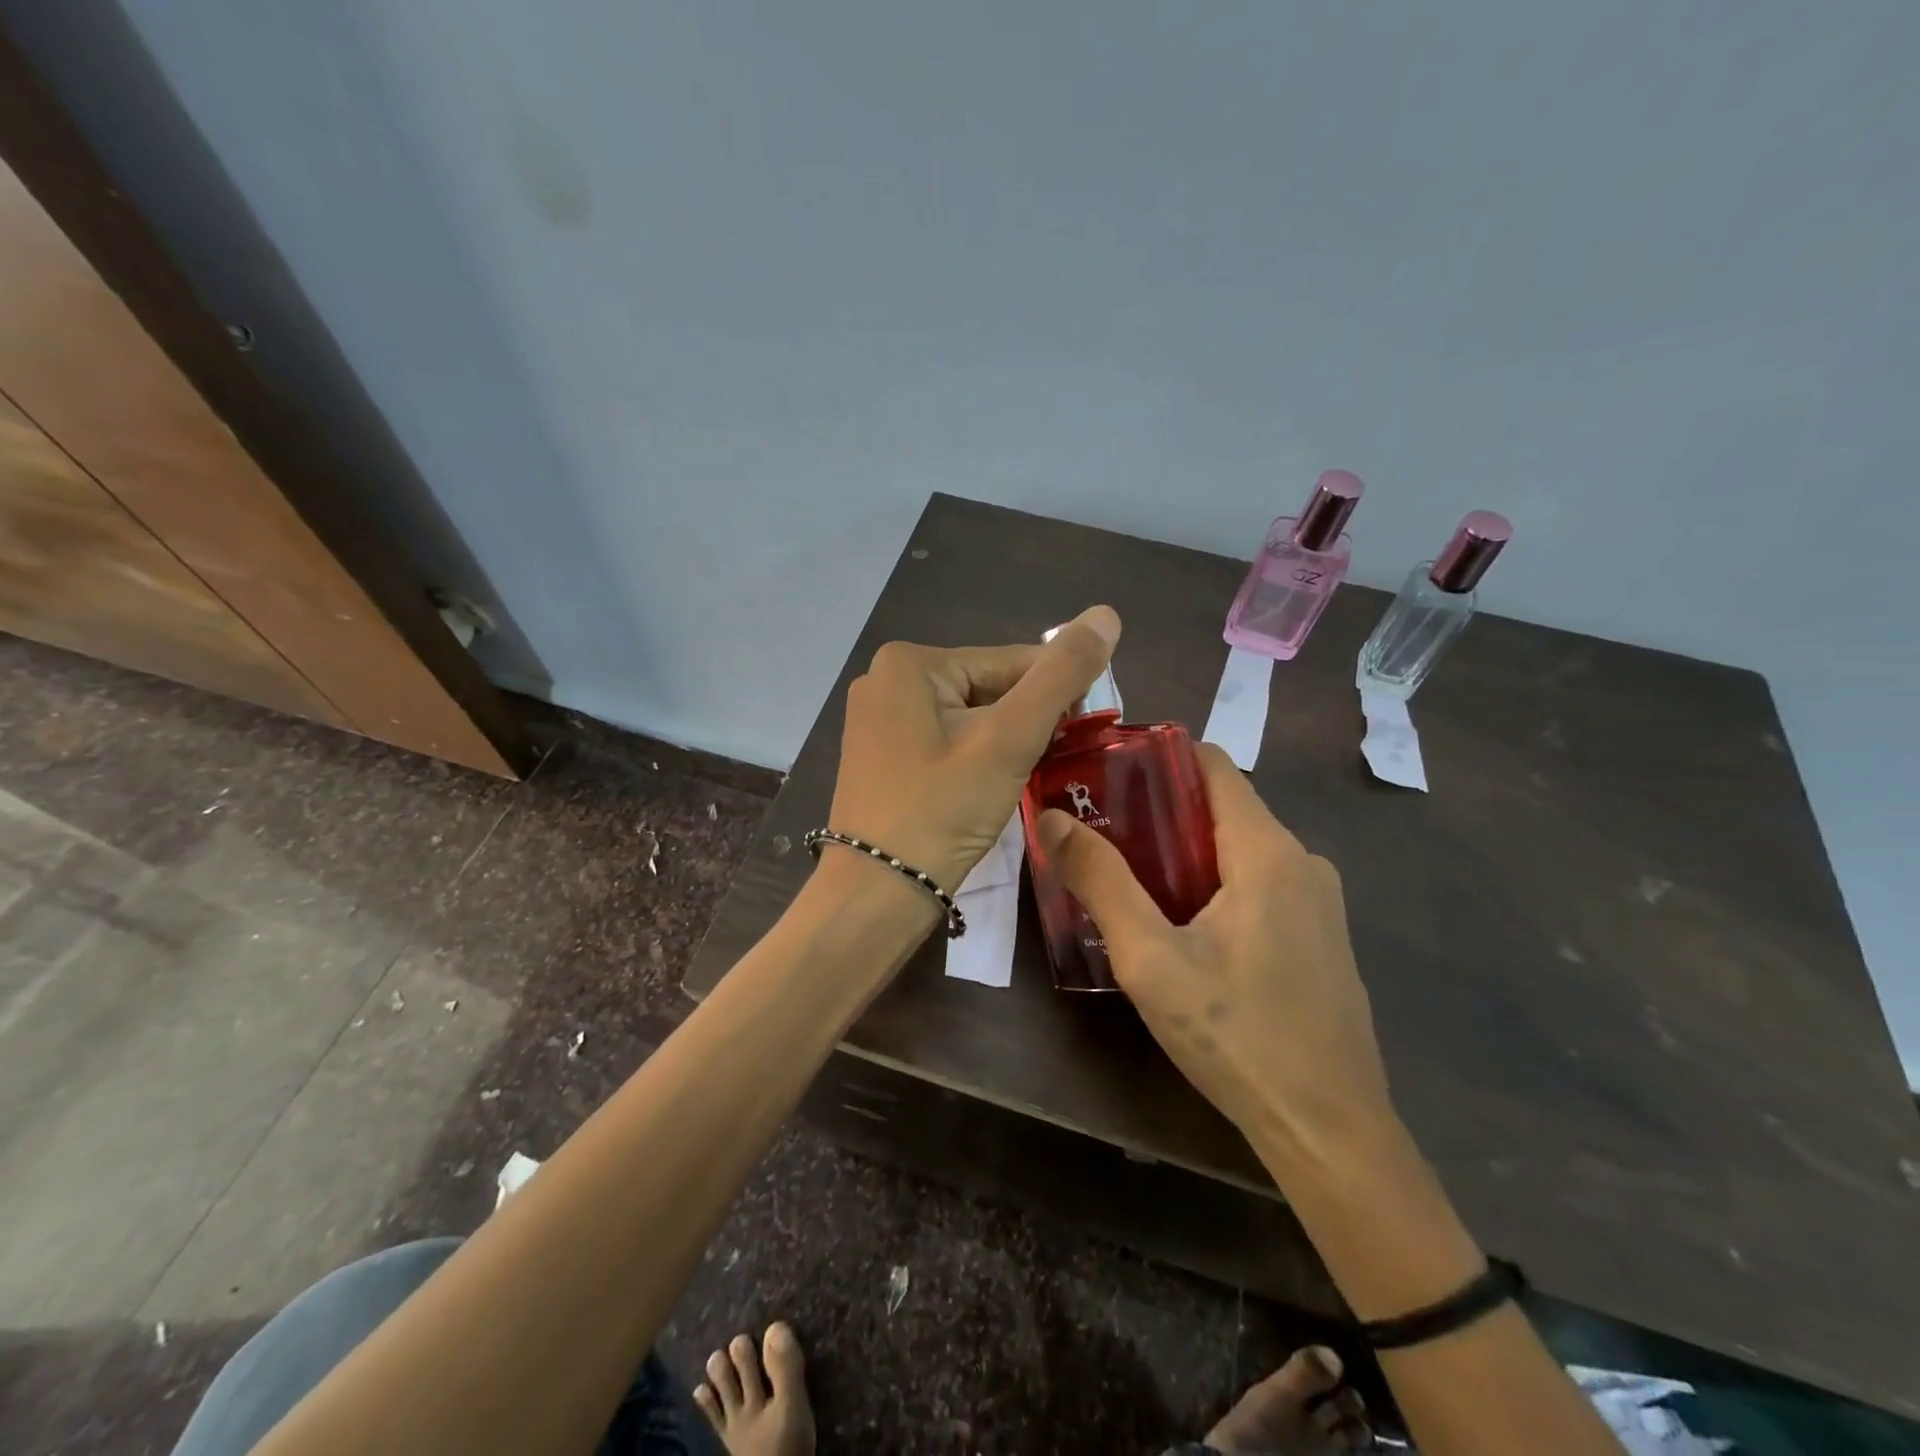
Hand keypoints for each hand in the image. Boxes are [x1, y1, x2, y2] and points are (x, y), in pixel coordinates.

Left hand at [827, 606, 1120, 893]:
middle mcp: (885, 679)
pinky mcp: (879, 755)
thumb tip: (1105, 614)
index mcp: (910, 662)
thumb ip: (1061, 675)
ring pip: (967, 717)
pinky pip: (943, 740)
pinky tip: (987, 786)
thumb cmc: (942, 811)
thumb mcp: (1009, 739)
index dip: (1056, 695)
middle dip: (1023, 722)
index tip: (1085, 731)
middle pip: (986, 688)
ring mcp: (877, 719)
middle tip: (1048, 763)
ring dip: (1002, 742)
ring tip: (1021, 777)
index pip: (1010, 662)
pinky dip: (973, 757)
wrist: (876, 893)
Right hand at [1037, 743, 1393, 1171]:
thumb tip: (1054, 818)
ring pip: (1237, 848)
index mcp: (1267, 850)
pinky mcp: (1318, 937)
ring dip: (1182, 853)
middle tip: (1098, 833)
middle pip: (1220, 806)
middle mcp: (1301, 861)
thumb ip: (1100, 881)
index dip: (1155, 757)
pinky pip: (1258, 885)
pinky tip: (1178, 928)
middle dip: (1158, 810)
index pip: (1211, 763)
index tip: (1103, 776)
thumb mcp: (1150, 958)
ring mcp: (1317, 901)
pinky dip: (1212, 884)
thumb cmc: (1236, 1036)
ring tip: (1126, 879)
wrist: (1330, 1133)